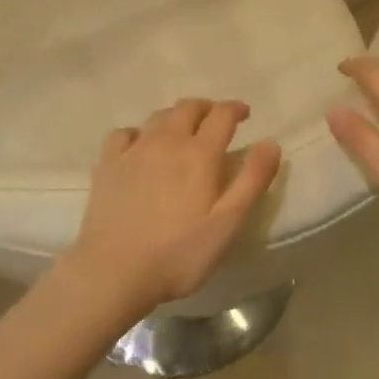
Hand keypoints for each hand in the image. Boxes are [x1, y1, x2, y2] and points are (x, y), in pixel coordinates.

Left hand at [67, 98, 281, 314]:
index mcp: (199, 154)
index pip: (222, 115)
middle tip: (216, 121)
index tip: (245, 114)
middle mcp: (167, 141)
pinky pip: (124, 133)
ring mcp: (134, 150)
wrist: (114, 271)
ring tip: (183, 131)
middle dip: (207, 108)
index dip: (236, 109)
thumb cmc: (179, 253)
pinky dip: (138, 133)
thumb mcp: (228, 223)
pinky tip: (140, 147)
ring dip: (176, 116)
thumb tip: (270, 142)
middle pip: (188, 107)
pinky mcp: (108, 164)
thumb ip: (252, 180)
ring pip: (158, 116)